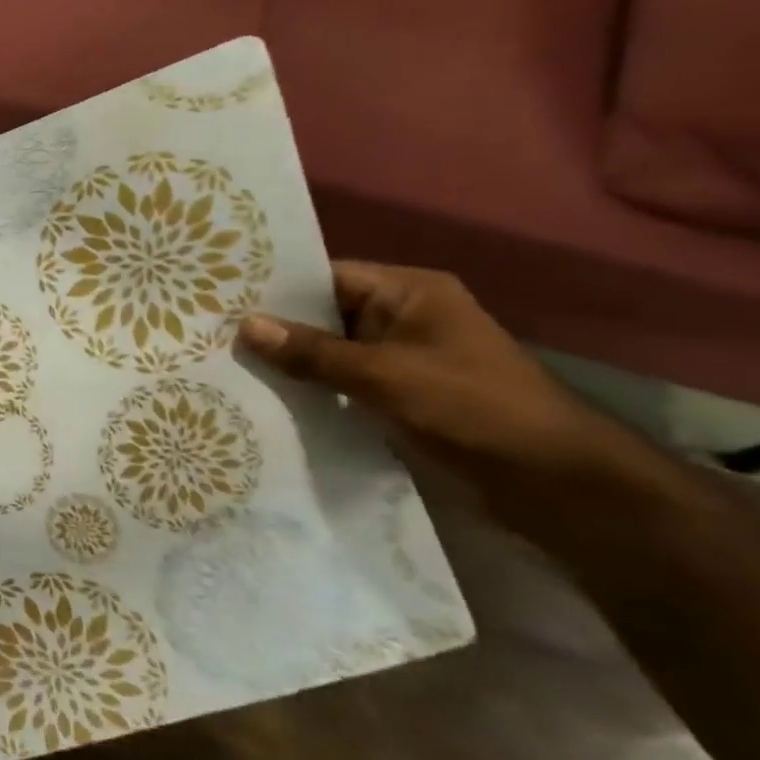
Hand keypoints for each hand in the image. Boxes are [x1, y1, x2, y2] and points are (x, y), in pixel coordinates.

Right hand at [236, 262, 622, 493]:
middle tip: (207, 333)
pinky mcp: (397, 397)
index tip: (218, 296)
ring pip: (328, 352)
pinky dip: (308, 389)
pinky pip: (340, 383)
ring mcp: (400, 360)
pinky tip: (263, 398)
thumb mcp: (384, 375)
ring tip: (222, 365)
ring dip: (287, 362)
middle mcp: (402, 319)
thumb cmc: (471, 408)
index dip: (275, 287)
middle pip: (323, 314)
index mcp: (410, 293)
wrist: (552, 482)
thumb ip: (313, 352)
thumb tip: (246, 325)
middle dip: (272, 328)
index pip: (327, 276)